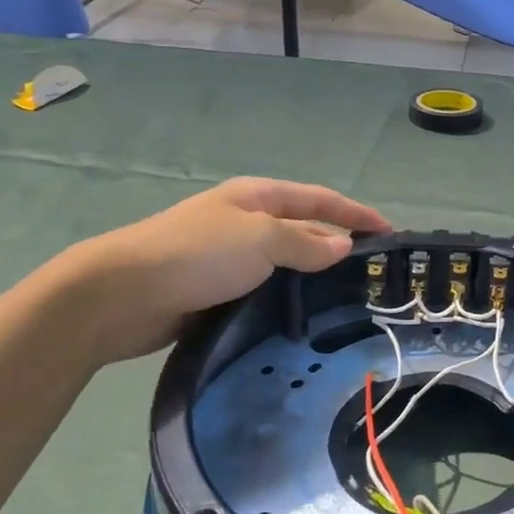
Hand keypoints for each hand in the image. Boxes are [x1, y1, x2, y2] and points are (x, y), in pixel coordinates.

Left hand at [59, 178, 390, 364]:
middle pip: (305, 229)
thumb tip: (343, 246)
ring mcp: (231, 256)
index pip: (320, 200)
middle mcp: (247, 221)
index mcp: (258, 197)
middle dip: (339, 245)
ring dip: (314, 275)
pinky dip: (288, 297)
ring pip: (286, 263)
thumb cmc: (198, 254)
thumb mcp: (261, 238)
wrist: (122, 294)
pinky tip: (304, 316)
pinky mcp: (218, 289)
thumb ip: (306, 243)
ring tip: (347, 299)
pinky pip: (266, 288)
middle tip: (373, 273)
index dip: (357, 214)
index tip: (391, 233)